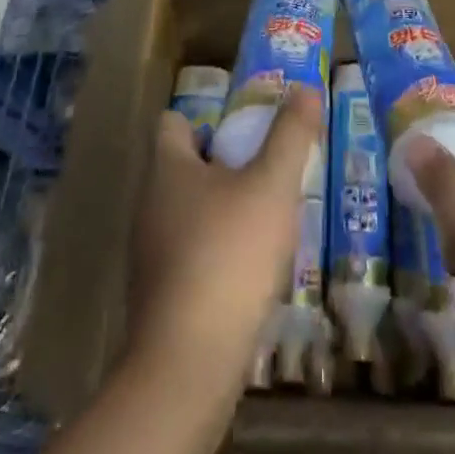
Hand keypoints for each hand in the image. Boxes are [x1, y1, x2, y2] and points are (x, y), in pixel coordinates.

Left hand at [128, 87, 321, 382]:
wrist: (188, 365)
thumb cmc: (229, 256)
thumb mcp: (271, 186)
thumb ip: (290, 135)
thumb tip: (304, 88)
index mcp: (167, 168)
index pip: (174, 121)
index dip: (206, 116)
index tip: (245, 125)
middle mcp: (150, 204)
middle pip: (184, 166)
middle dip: (224, 162)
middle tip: (267, 167)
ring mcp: (150, 253)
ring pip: (188, 212)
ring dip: (222, 209)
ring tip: (266, 217)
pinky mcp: (159, 295)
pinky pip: (189, 254)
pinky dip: (216, 251)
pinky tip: (249, 269)